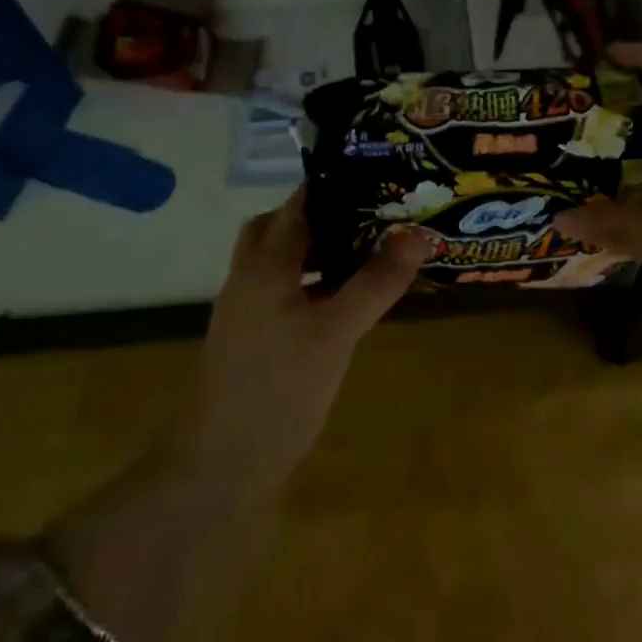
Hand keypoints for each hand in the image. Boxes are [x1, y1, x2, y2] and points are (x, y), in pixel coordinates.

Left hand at [170, 188, 432, 497]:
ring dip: (322, 249)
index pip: (301, 202)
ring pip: (286, 259)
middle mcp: (251, 275)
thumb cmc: (279, 389)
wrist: (222, 465)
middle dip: (328, 215)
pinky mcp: (256, 336)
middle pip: (285, 226)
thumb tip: (418, 233)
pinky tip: (347, 300)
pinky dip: (316, 282)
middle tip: (374, 215)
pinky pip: (288, 289)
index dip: (339, 184)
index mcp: (265, 262)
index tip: (381, 176)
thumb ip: (377, 282)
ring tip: (370, 249)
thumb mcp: (337, 332)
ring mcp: (249, 307)